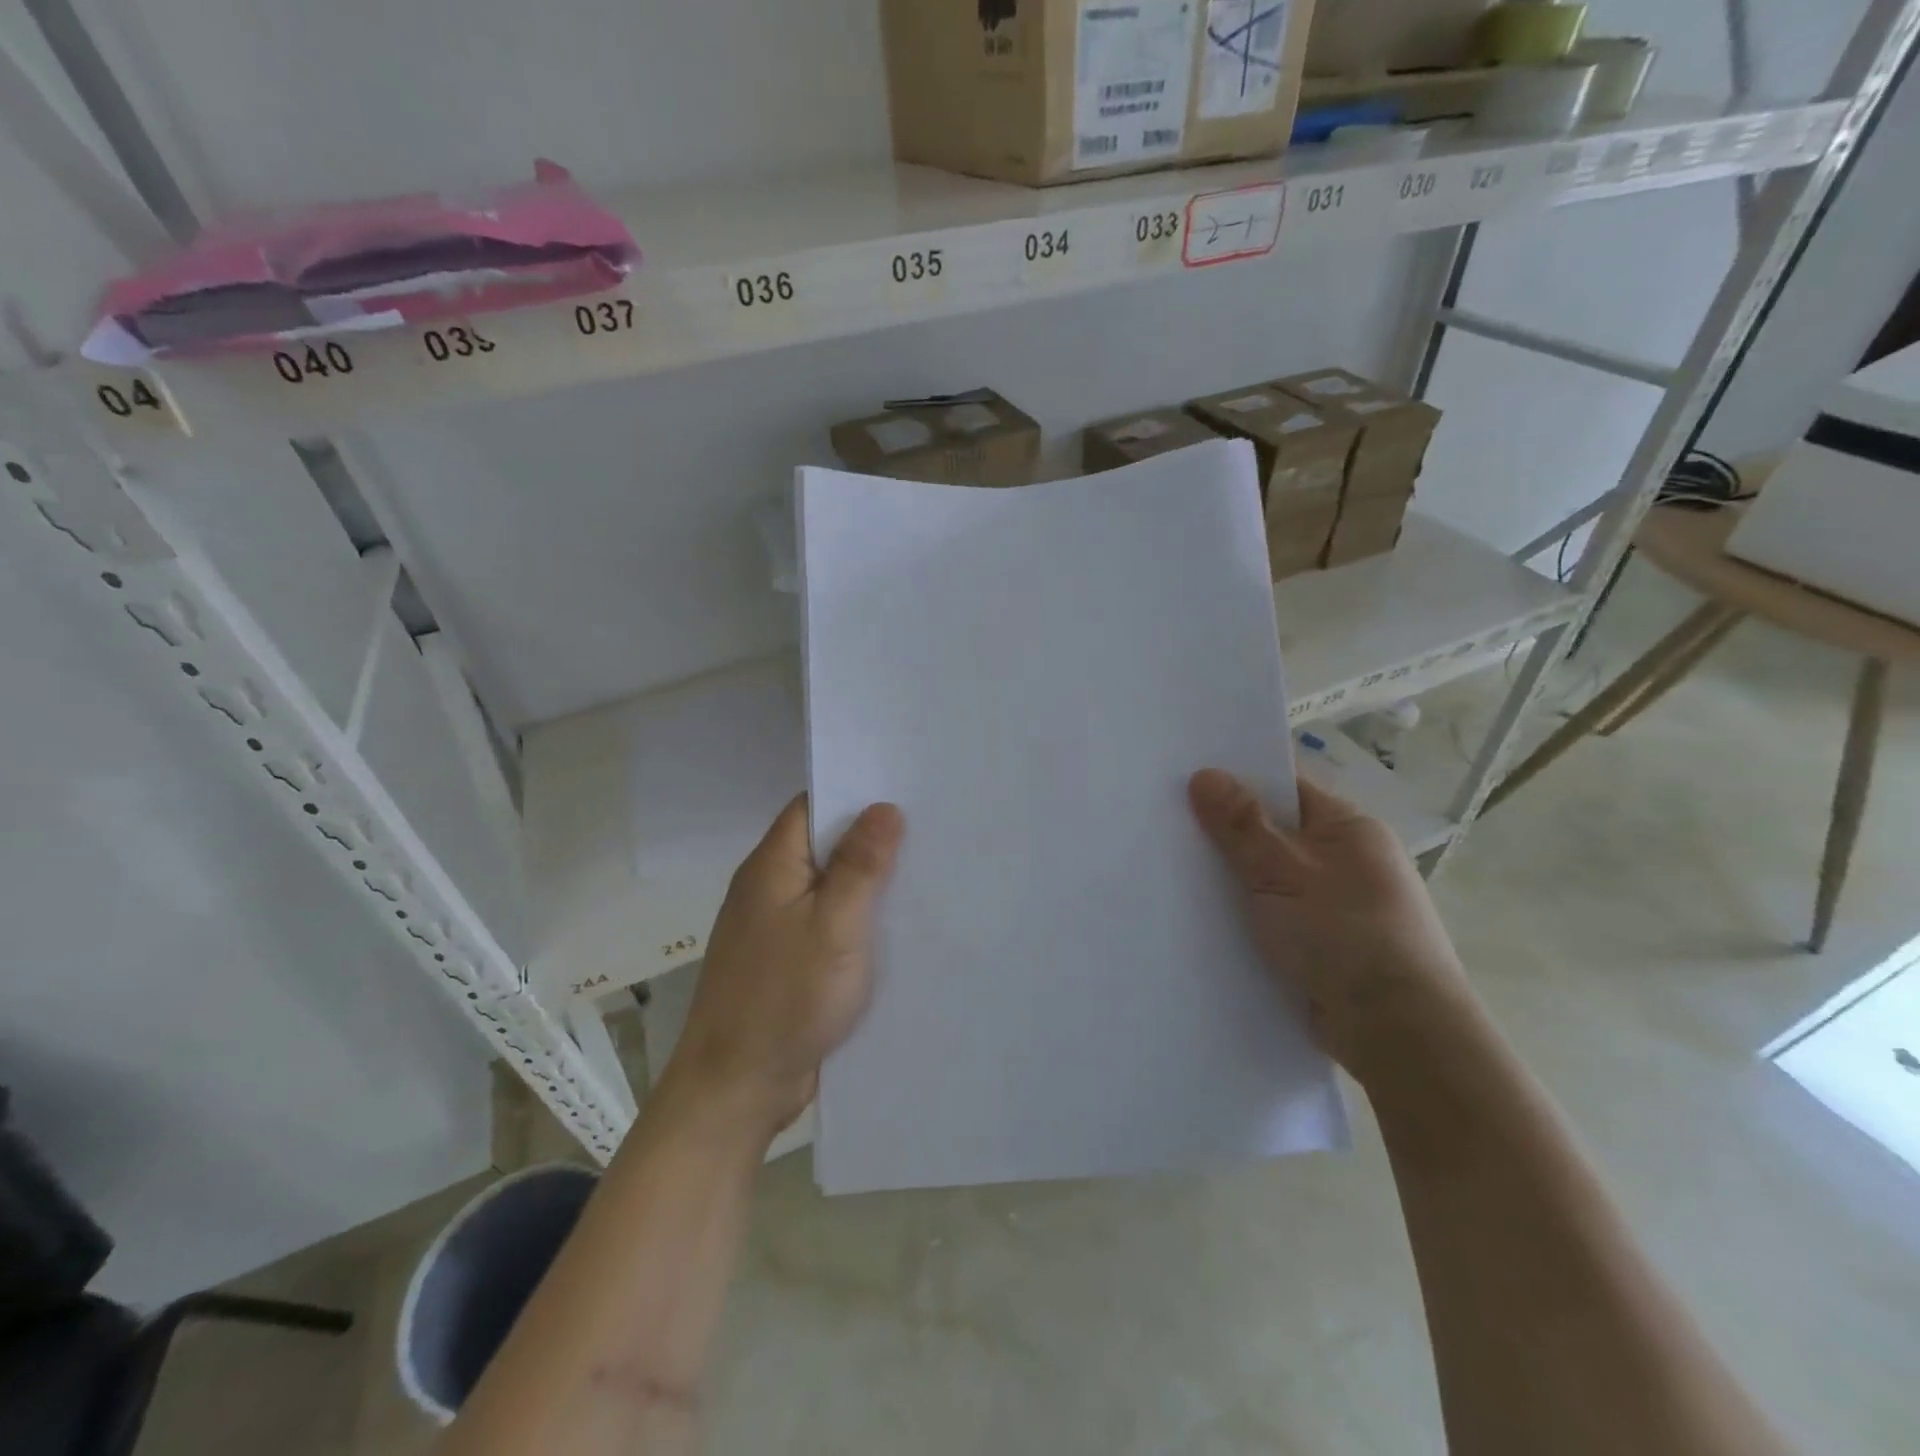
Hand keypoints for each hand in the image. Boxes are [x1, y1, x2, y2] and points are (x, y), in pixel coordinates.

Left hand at [663, 795, 903, 1140]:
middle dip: (871, 838)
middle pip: (823, 846)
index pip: (812, 806)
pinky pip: (828, 925)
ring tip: (925, 870)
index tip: (905, 789)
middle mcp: (769, 889)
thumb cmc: (785, 998)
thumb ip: (861, 865)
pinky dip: (858, 920)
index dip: (855, 793)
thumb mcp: (835, 925)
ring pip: (829, 888)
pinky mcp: (787, 962)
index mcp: (772, 867)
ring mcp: (776, 928)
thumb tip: (883, 806)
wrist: (737, 1089)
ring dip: (868, 883)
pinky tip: (897, 926)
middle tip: (930, 828)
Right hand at [1188, 769, 1475, 1086]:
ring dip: (1231, 879)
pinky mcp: (1321, 946)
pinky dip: (1243, 916)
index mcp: (1349, 829)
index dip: (1237, 780)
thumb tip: (1205, 773)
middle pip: (1272, 832)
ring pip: (1268, 878)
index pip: (1285, 788)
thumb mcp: (1284, 871)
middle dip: (1225, 833)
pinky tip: (1200, 918)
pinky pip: (1271, 916)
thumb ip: (1242, 824)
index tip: (1184, 779)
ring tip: (1170, 870)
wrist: (1397, 1034)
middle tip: (1164, 824)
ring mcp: (1335, 905)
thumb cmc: (1344, 935)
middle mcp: (1346, 861)